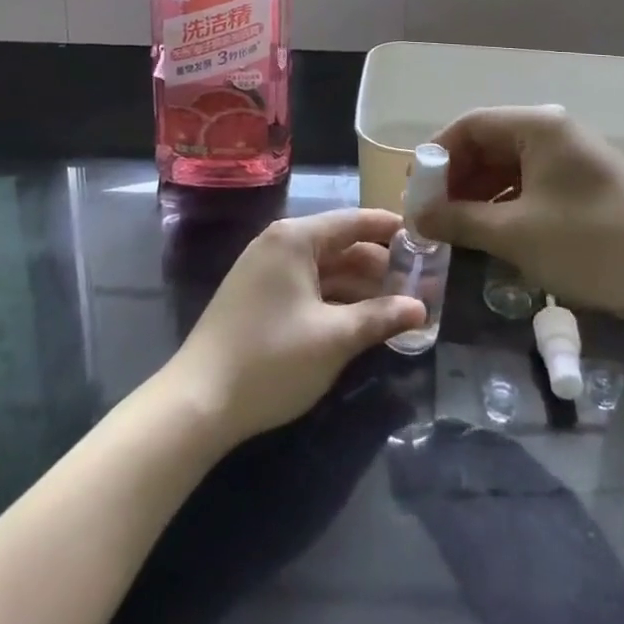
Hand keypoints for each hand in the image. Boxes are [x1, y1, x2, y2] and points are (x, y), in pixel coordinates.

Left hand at [168, 209, 426, 446]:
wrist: (199, 401)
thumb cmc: (272, 359)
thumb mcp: (334, 338)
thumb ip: (380, 317)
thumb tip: (420, 307)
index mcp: (295, 239)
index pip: (353, 222)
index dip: (390, 229)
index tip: (423, 237)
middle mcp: (278, 244)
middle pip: (340, 244)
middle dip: (378, 264)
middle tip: (419, 281)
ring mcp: (264, 271)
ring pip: (324, 268)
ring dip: (358, 285)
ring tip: (398, 303)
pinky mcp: (257, 297)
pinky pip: (306, 286)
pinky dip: (334, 298)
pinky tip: (359, 318)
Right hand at [413, 106, 623, 333]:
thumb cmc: (593, 247)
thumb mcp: (516, 235)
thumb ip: (460, 221)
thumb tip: (416, 219)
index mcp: (539, 127)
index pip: (470, 125)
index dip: (437, 157)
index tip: (415, 193)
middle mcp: (556, 133)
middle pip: (490, 143)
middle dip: (457, 179)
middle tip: (432, 216)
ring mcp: (576, 159)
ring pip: (511, 166)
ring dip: (480, 194)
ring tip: (457, 229)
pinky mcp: (589, 186)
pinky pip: (534, 184)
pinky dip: (508, 204)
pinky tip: (495, 233)